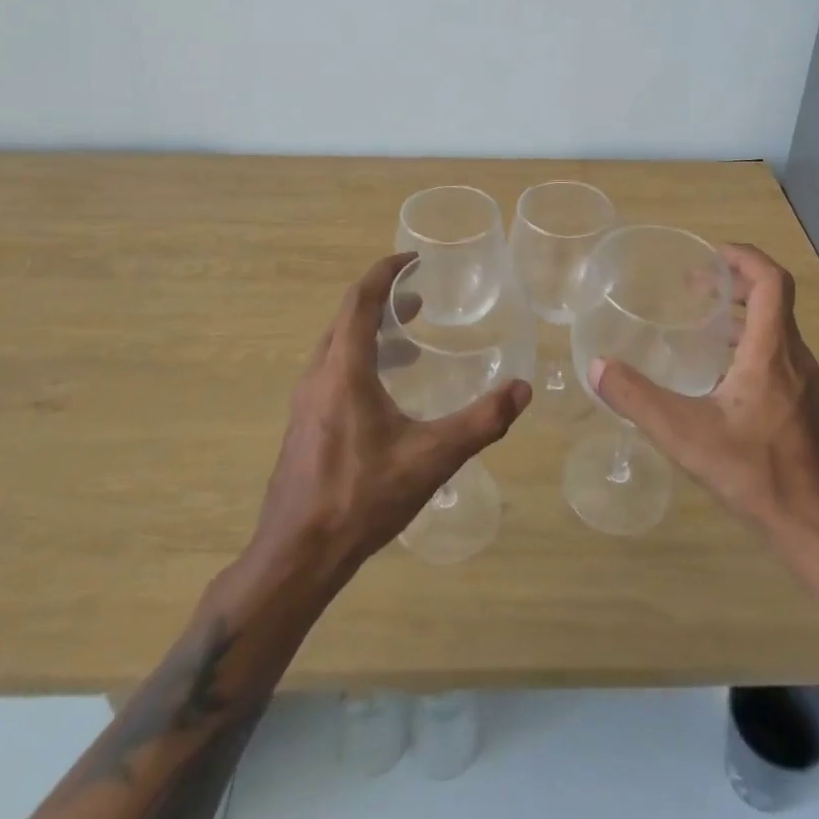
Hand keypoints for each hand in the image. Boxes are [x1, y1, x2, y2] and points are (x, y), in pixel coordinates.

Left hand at [252, 252, 531, 577]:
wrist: (297, 557)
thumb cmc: (361, 498)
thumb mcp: (430, 458)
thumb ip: (480, 422)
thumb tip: (522, 389)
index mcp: (344, 369)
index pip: (360, 299)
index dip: (386, 272)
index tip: (415, 260)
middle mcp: (319, 375)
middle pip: (347, 318)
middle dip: (383, 301)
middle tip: (420, 302)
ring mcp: (305, 402)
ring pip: (337, 346)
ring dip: (371, 333)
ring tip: (409, 343)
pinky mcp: (303, 425)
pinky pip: (332, 372)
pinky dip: (360, 360)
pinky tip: (386, 395)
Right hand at [589, 244, 818, 542]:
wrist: (814, 527)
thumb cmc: (754, 472)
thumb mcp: (685, 435)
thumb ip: (638, 399)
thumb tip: (597, 367)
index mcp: (771, 351)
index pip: (771, 281)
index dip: (744, 257)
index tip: (710, 255)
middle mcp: (793, 357)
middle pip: (773, 298)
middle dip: (735, 282)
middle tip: (695, 286)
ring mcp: (803, 382)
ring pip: (776, 326)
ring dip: (742, 311)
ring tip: (704, 320)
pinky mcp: (803, 403)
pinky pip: (778, 352)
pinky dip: (749, 340)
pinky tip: (720, 371)